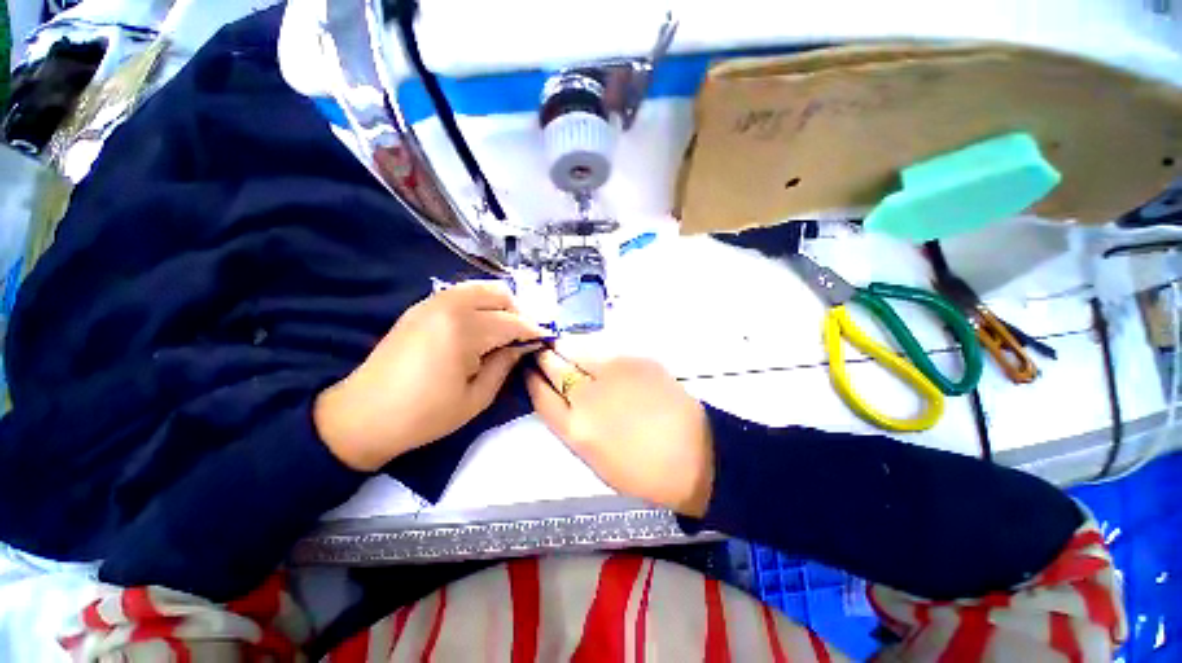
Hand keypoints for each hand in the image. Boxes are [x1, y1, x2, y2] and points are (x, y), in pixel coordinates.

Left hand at [315, 281, 547, 470]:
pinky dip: (480, 304)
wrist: (364, 416)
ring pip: (481, 288)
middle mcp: (449, 305)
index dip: (533, 331)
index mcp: (463, 330)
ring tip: (505, 331)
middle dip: (519, 313)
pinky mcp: (422, 307)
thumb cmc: (425, 415)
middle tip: (524, 337)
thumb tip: (525, 345)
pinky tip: (481, 327)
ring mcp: (432, 302)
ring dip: (500, 305)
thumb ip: (506, 364)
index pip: (512, 322)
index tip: (546, 339)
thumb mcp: (477, 397)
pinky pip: (462, 293)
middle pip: (499, 294)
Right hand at [526, 351, 714, 516]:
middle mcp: (588, 395)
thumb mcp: (594, 459)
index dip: (531, 379)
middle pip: (552, 365)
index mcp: (575, 429)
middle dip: (544, 357)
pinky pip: (604, 348)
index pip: (540, 394)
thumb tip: (561, 397)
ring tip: (571, 353)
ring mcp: (613, 371)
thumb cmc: (643, 471)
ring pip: (576, 348)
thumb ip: (572, 425)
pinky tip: (603, 360)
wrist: (694, 454)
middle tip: (544, 353)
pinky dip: (596, 352)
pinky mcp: (634, 358)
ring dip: (568, 350)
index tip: (529, 370)